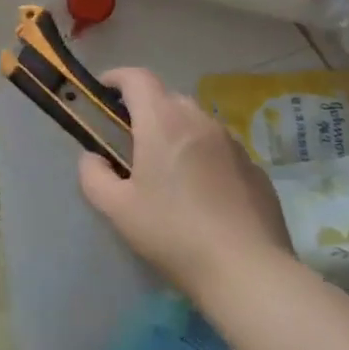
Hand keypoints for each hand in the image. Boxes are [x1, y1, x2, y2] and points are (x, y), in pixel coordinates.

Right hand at [77, 68, 289, 294]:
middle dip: (144, 109)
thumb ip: (93, 175)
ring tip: (166, 170)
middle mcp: (200, 121)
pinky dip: (203, 157)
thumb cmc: (173, 232)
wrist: (248, 272)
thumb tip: (94, 158)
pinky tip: (201, 195)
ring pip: (196, 122)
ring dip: (175, 132)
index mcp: (163, 122)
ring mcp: (233, 143)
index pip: (137, 77)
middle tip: (130, 142)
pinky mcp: (255, 169)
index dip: (116, 78)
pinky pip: (220, 149)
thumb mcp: (116, 208)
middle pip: (167, 97)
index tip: (103, 94)